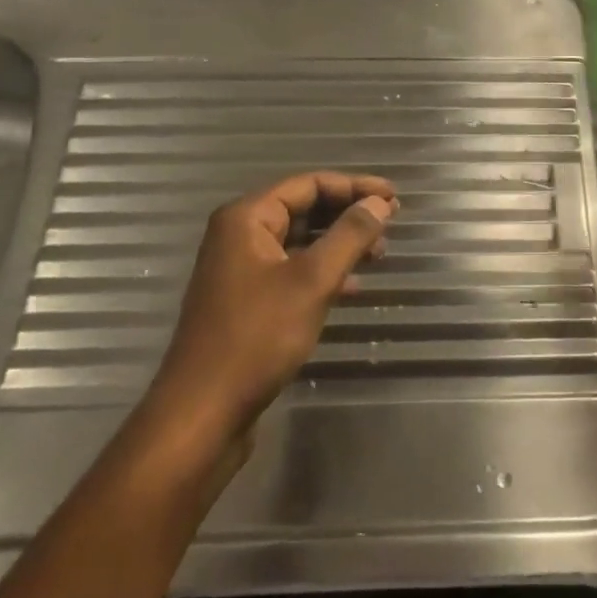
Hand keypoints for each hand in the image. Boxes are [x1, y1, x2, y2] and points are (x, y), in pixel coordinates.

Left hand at [144, 172, 396, 449]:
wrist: (202, 413)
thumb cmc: (257, 337)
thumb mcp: (312, 281)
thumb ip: (349, 236)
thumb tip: (379, 203)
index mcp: (246, 218)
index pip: (309, 184)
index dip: (354, 186)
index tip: (393, 196)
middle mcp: (239, 235)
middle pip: (303, 209)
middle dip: (348, 214)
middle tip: (390, 224)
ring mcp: (240, 270)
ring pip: (299, 242)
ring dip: (339, 243)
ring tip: (379, 254)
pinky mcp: (246, 301)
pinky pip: (291, 270)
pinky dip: (323, 271)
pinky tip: (352, 287)